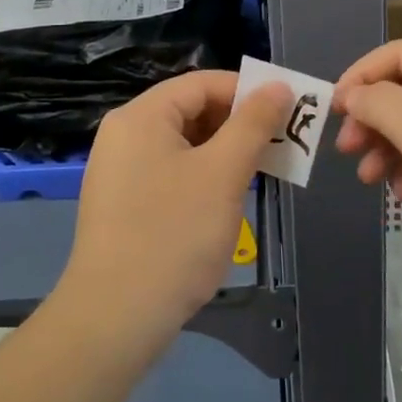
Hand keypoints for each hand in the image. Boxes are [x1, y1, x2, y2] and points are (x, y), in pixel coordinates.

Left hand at [57, 71, 291, 361]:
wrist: (115, 318)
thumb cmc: (174, 235)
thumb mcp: (223, 173)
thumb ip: (253, 124)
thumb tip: (277, 86)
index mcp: (141, 116)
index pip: (202, 83)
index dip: (247, 92)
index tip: (286, 112)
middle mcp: (124, 134)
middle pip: (191, 111)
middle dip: (238, 124)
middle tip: (279, 145)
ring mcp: (119, 170)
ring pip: (183, 144)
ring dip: (224, 152)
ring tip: (260, 173)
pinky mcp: (122, 203)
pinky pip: (170, 171)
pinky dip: (202, 175)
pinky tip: (226, 200)